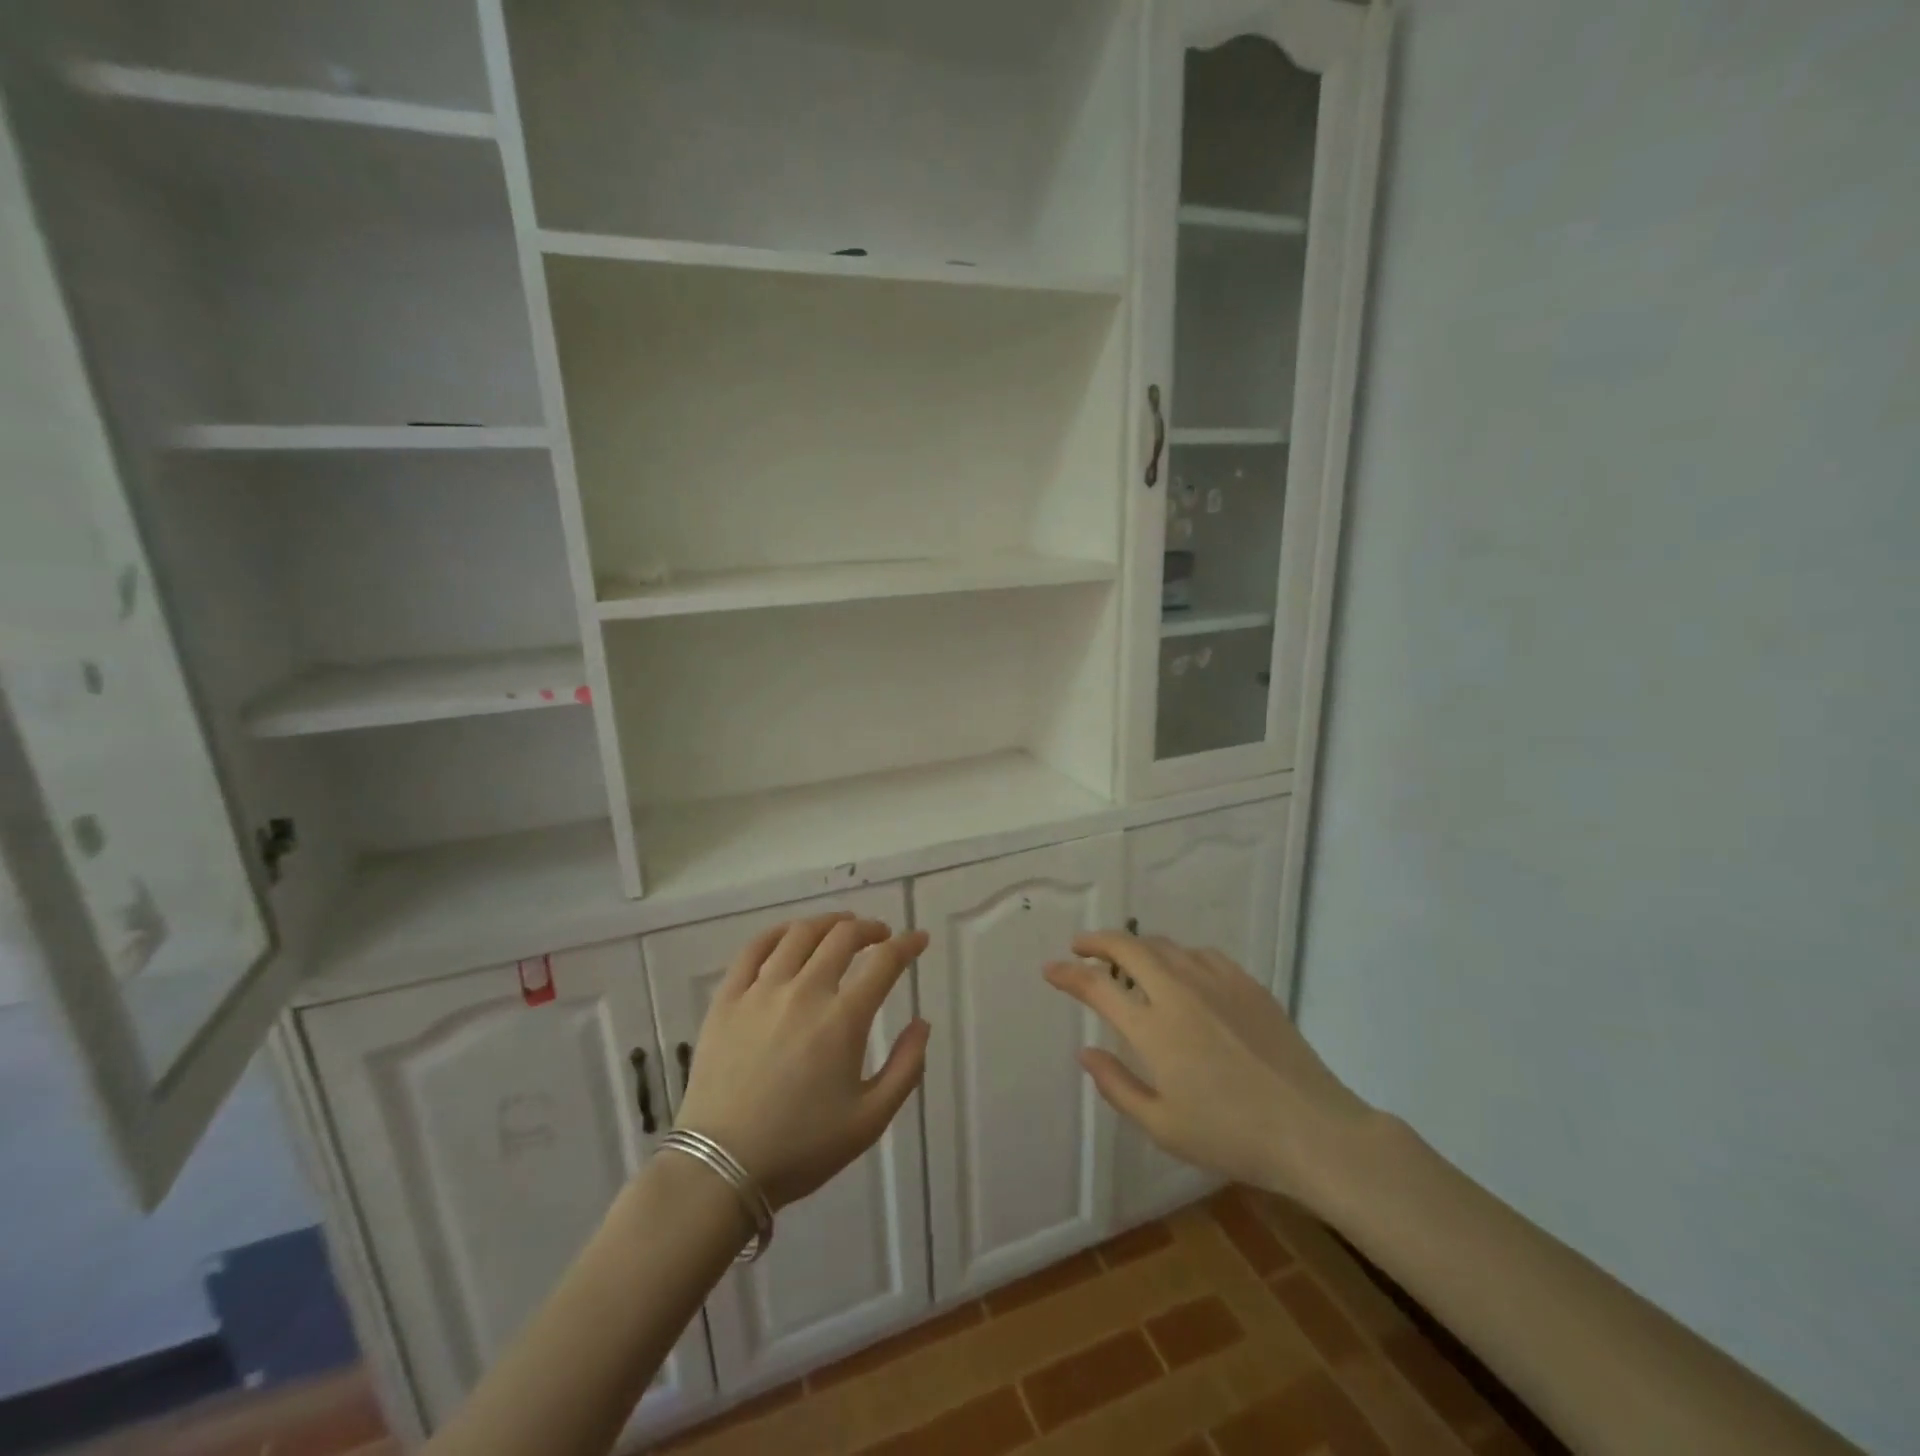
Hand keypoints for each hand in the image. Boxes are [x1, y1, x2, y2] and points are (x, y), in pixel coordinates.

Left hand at [674, 914, 929, 1209]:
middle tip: (881, 935)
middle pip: (843, 937)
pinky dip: (778, 932)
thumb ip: (906, 1068)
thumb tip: (922, 1023)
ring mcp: (761, 991)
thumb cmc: (802, 1147)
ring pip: (800, 935)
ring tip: (841, 927)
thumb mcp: (870, 1119)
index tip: (919, 939)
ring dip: (828, 923)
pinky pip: (753, 949)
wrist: (721, 1169)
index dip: (908, 944)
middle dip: (870, 929)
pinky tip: (790, 935)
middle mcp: (805, 992)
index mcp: (843, 1019)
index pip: (885, 962)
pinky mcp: (727, 999)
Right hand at [1044, 933, 1376, 1210]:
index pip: (1097, 985)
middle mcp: (1179, 991)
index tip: (1051, 970)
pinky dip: (1177, 956)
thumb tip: (1085, 1052)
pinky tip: (1181, 972)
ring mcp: (1216, 982)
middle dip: (1096, 941)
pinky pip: (1201, 955)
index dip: (1068, 974)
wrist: (1312, 1130)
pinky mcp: (1247, 984)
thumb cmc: (1231, 1137)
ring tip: (1127, 960)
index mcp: (1153, 1028)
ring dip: (1137, 947)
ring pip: (1164, 945)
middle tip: (1081, 947)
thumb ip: (1117, 1086)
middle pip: (1128, 946)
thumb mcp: (1163, 1126)